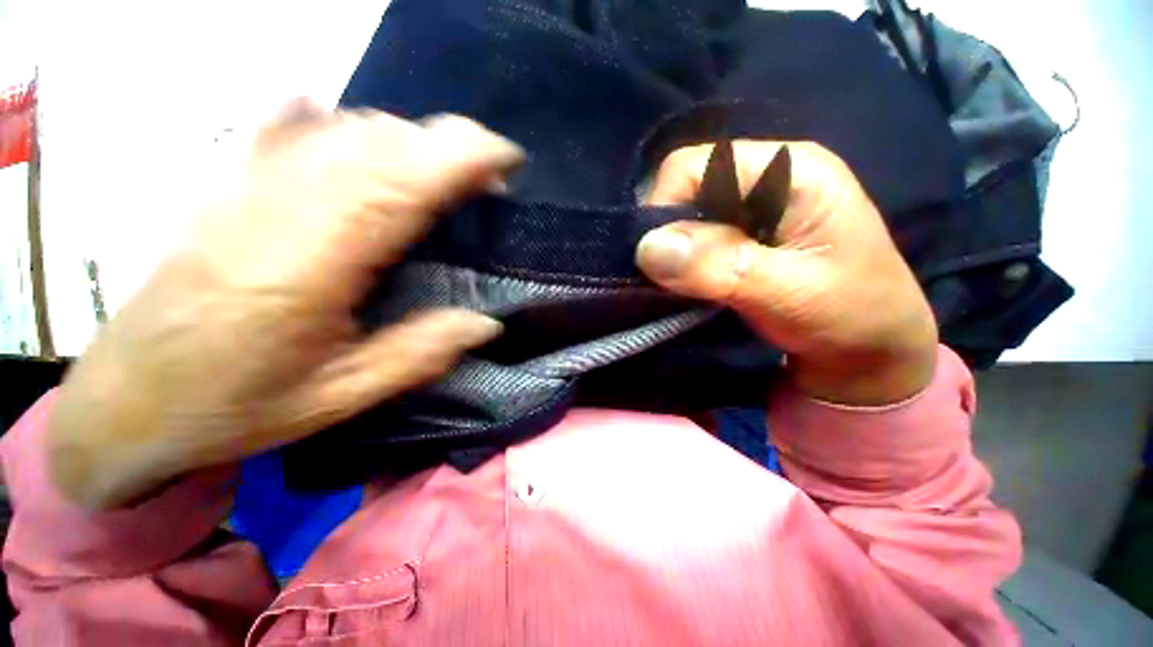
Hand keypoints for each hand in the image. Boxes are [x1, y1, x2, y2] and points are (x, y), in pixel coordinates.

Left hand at [48, 103, 521, 508]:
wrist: (125, 401)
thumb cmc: (232, 407)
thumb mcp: (339, 397)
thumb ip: (419, 355)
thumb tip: (486, 323)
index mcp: (308, 266)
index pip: (398, 185)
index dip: (459, 159)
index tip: (506, 159)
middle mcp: (275, 209)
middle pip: (375, 144)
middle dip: (445, 143)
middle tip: (488, 169)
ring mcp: (242, 189)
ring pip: (339, 130)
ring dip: (406, 138)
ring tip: (444, 166)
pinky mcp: (223, 188)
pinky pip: (285, 129)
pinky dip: (333, 119)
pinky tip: (354, 129)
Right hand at [637, 141, 936, 405]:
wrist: (872, 347)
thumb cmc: (851, 316)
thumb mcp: (790, 293)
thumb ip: (720, 267)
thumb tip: (648, 248)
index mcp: (788, 170)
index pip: (693, 166)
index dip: (664, 209)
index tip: (659, 262)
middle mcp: (765, 176)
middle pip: (685, 188)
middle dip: (669, 234)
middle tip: (675, 280)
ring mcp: (753, 205)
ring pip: (685, 215)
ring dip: (675, 252)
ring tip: (685, 285)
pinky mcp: (744, 233)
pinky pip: (694, 237)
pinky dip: (683, 261)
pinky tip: (693, 283)